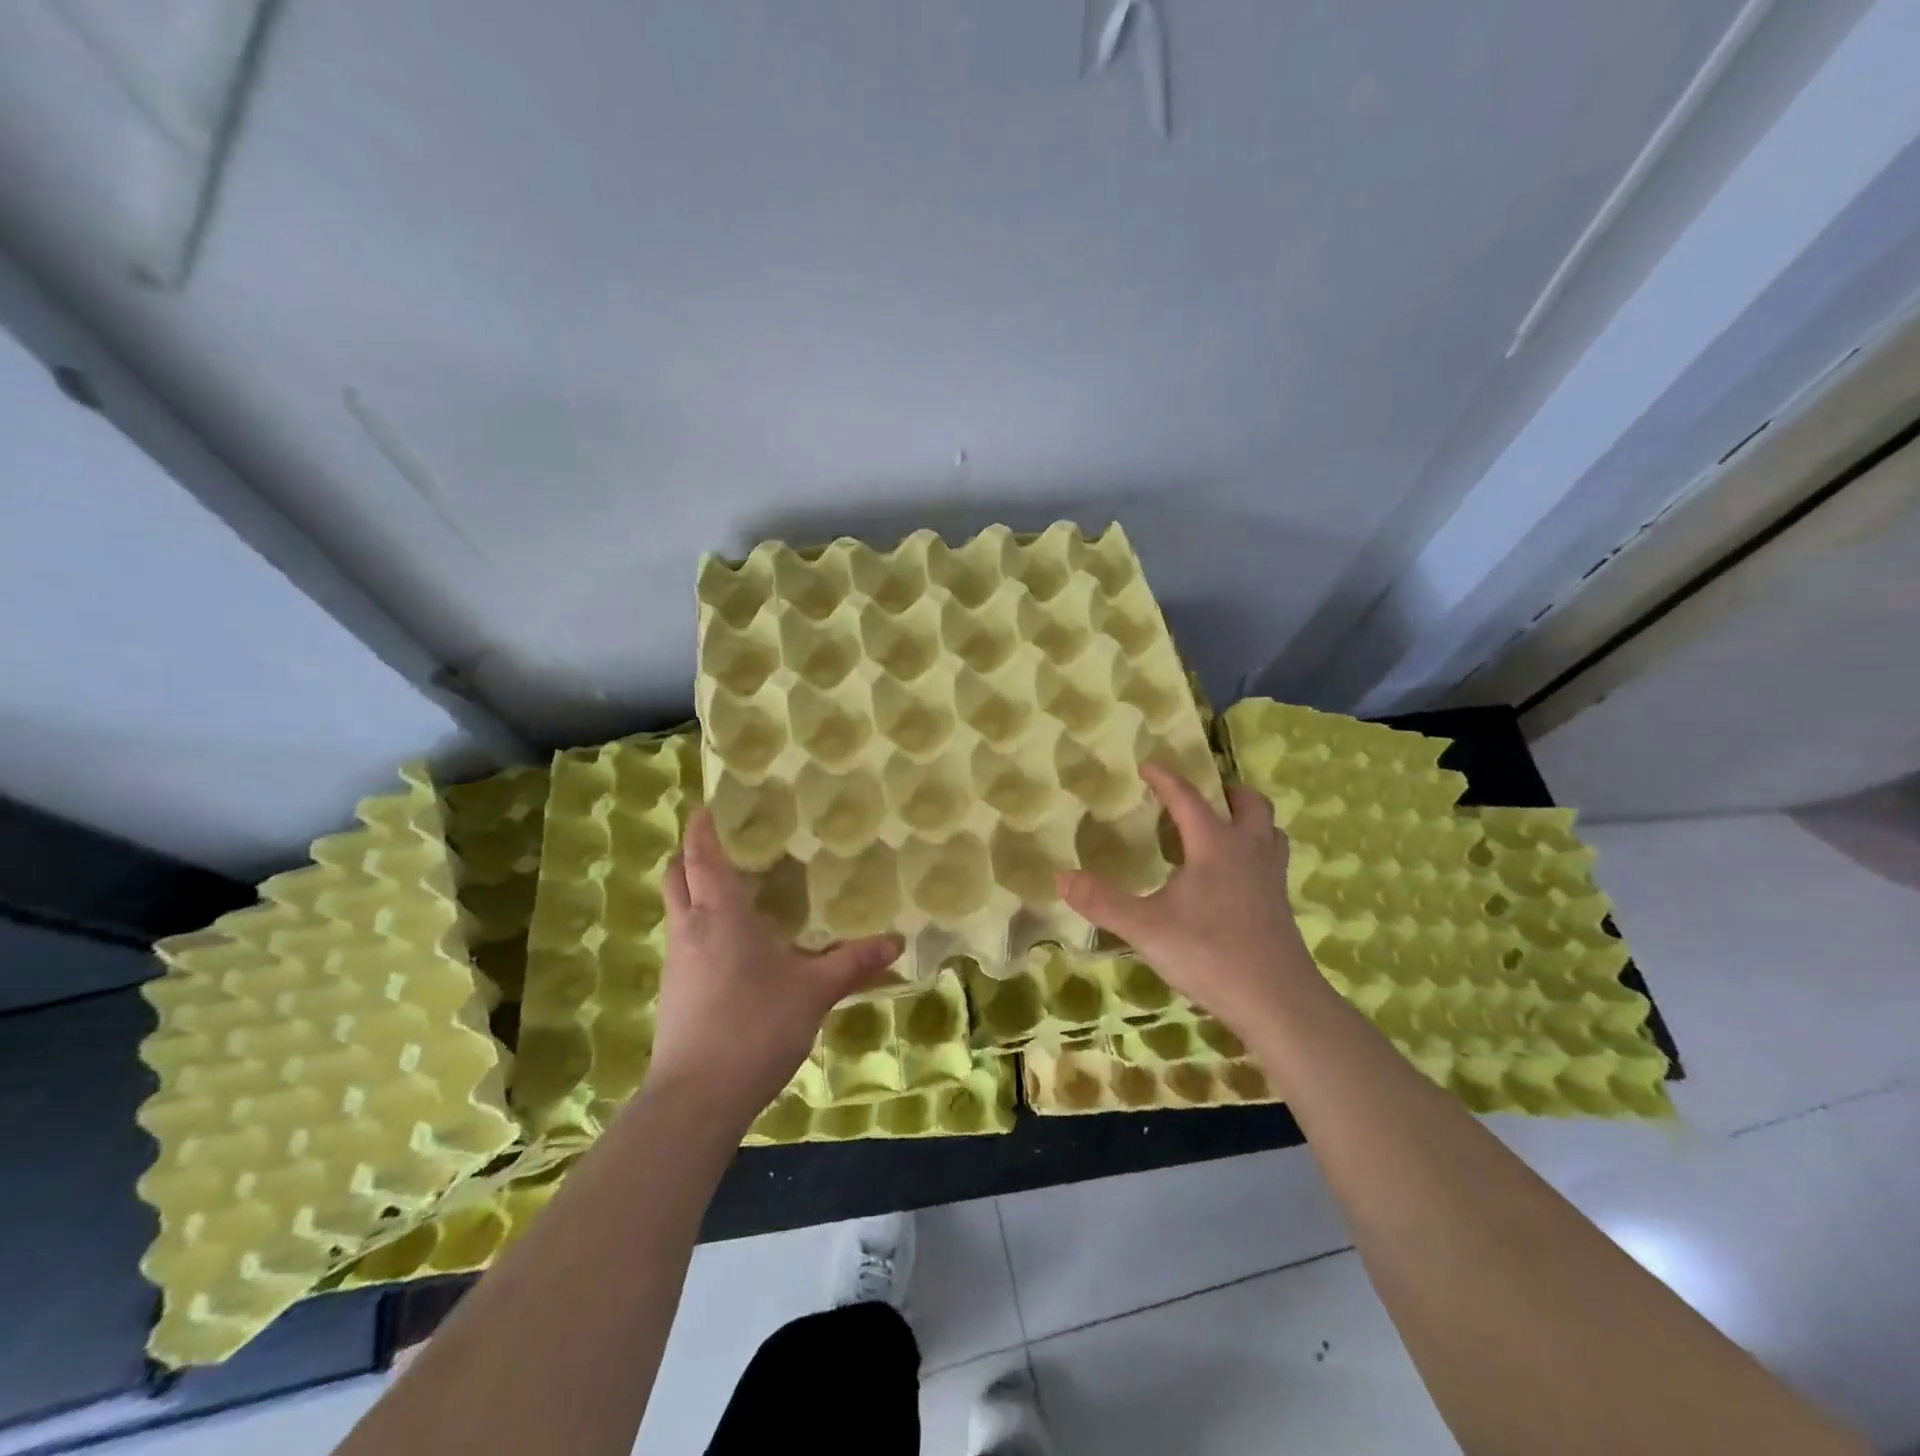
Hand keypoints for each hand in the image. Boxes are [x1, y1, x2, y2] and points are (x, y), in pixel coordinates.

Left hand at [646, 809, 903, 1131]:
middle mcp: (690, 929)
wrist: (696, 1098)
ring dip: (694, 891)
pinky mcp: (673, 993)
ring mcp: (676, 963)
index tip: (706, 807)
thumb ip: (853, 962)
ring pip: (677, 909)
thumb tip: (897, 941)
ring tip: (734, 889)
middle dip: (690, 855)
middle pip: (676, 877)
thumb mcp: (814, 992)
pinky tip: (732, 946)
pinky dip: (700, 926)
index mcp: (720, 915)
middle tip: (722, 843)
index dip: (701, 828)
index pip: (701, 856)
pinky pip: (683, 941)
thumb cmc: (755, 1026)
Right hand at [1057, 763, 1329, 1043]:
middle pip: (1248, 803)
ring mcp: (1271, 877)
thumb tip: (1060, 876)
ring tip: (1223, 830)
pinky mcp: (1281, 904)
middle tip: (1202, 796)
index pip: (1188, 798)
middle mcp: (1248, 850)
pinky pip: (1272, 861)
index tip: (1148, 765)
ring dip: (1248, 819)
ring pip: (1269, 830)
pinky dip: (1255, 852)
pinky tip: (1235, 879)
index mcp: (1214, 844)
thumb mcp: (1146, 928)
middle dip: (1225, 791)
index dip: (1166, 779)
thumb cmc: (1209, 953)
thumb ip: (1102, 902)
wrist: (1278, 1001)